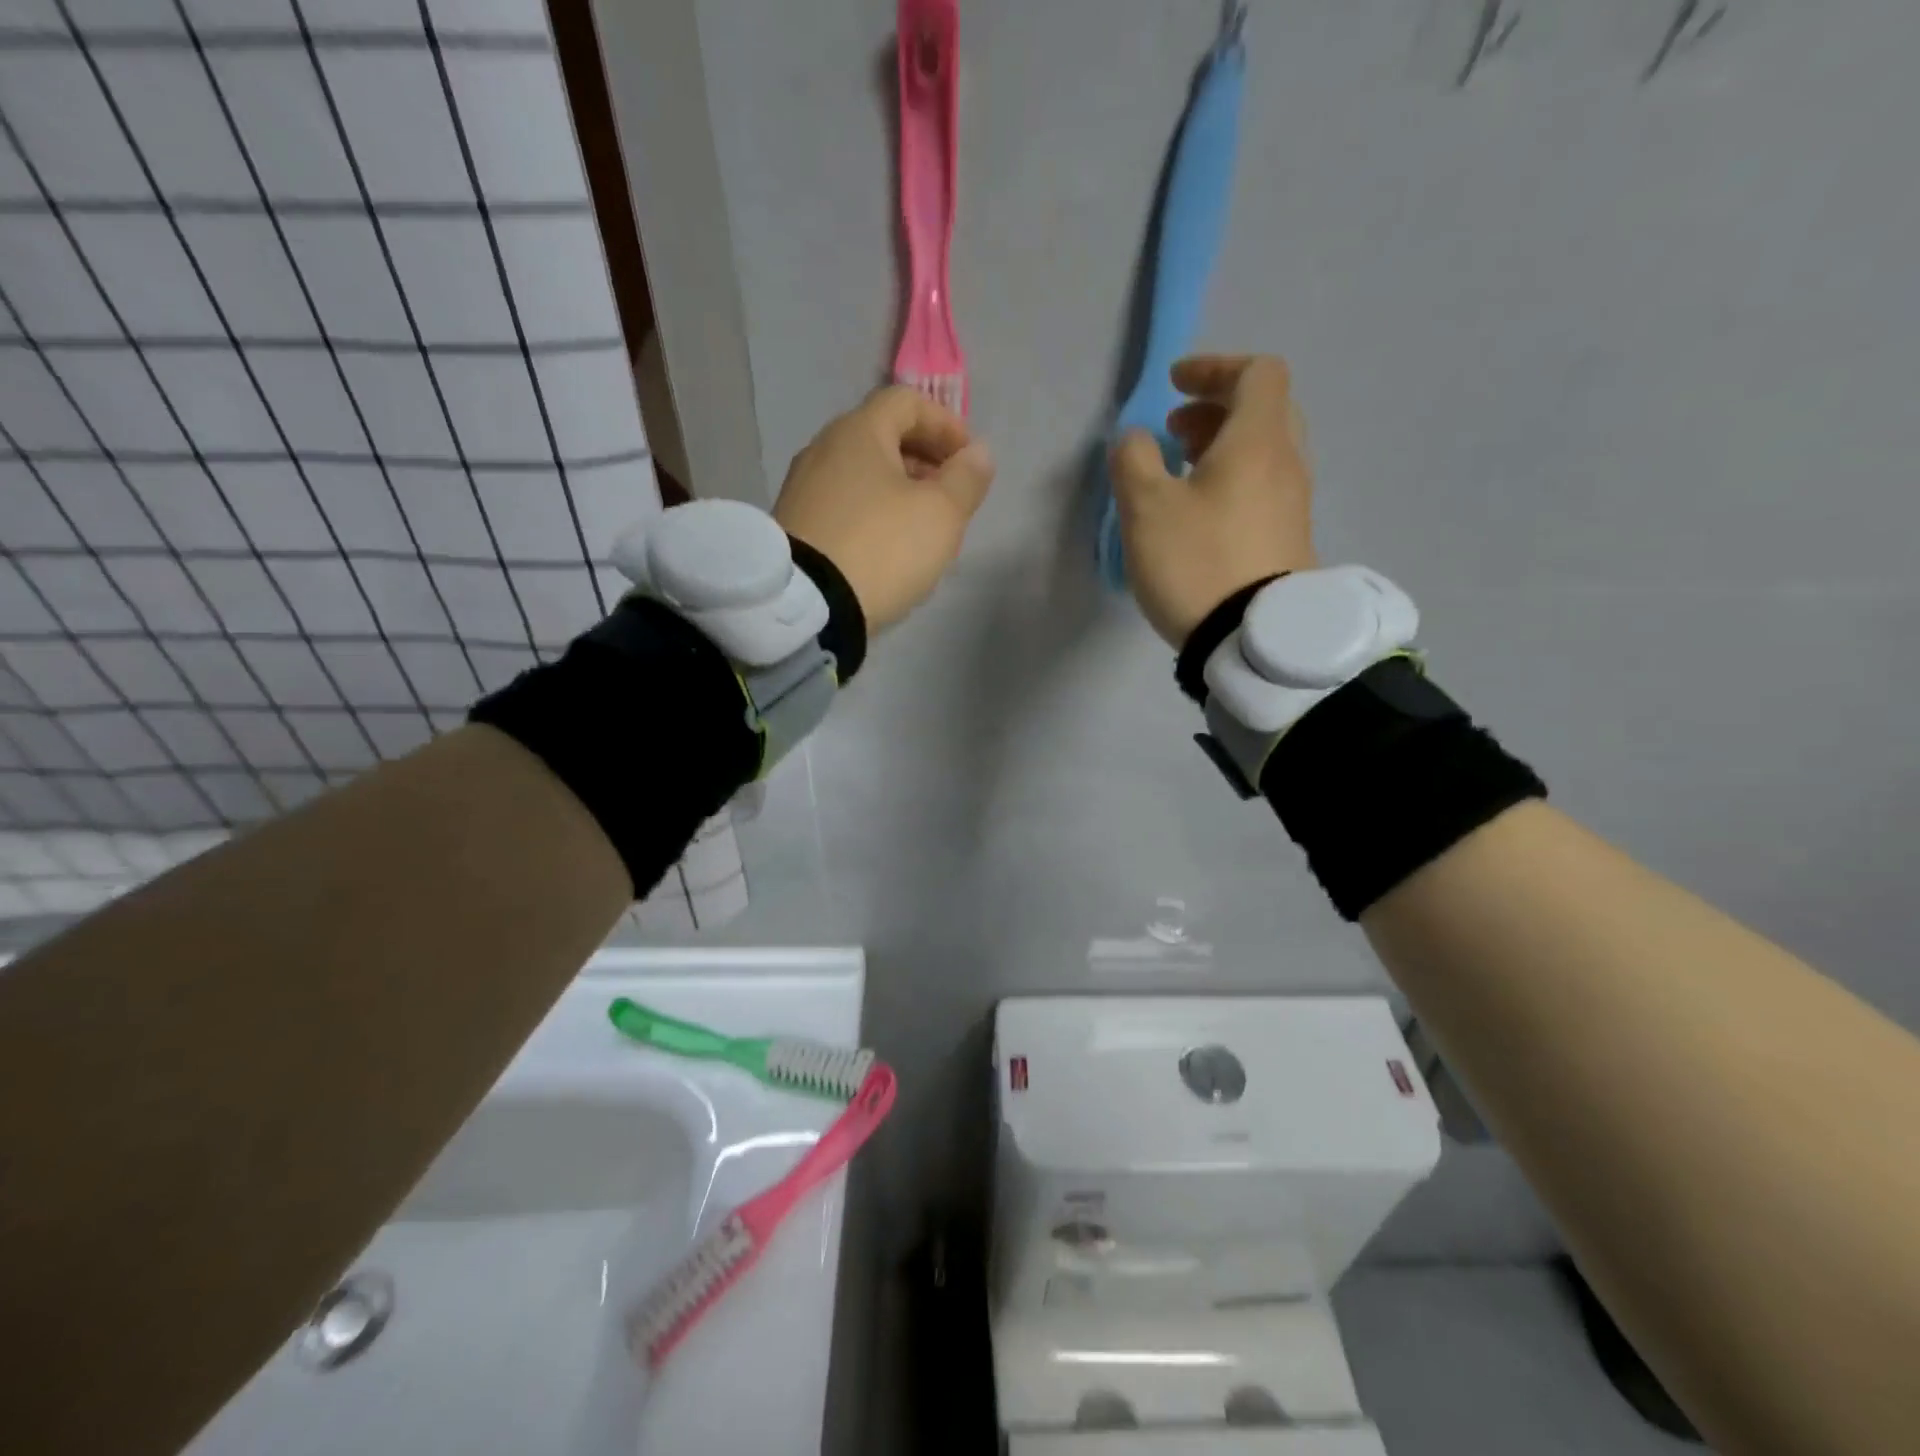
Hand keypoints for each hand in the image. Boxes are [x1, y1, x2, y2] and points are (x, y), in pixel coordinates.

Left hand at [773, 386, 995, 631]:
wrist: (808, 607)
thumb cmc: (883, 548)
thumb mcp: (941, 514)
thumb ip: (966, 478)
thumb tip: (978, 452)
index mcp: (858, 432)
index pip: (907, 401)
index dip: (946, 424)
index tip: (969, 460)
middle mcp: (823, 449)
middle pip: (883, 437)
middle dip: (925, 461)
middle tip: (951, 497)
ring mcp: (803, 489)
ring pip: (863, 475)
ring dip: (900, 491)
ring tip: (924, 529)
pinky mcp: (795, 526)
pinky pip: (844, 506)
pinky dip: (873, 514)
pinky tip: (887, 550)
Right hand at [1110, 354, 1315, 647]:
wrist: (1253, 640)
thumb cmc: (1197, 562)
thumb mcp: (1146, 507)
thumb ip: (1133, 459)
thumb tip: (1135, 439)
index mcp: (1258, 440)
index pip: (1257, 373)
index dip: (1214, 368)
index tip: (1174, 387)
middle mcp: (1287, 463)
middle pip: (1264, 410)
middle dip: (1216, 408)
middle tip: (1174, 431)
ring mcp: (1294, 504)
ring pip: (1265, 451)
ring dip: (1223, 446)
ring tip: (1180, 472)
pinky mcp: (1289, 540)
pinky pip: (1264, 487)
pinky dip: (1233, 479)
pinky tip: (1200, 513)